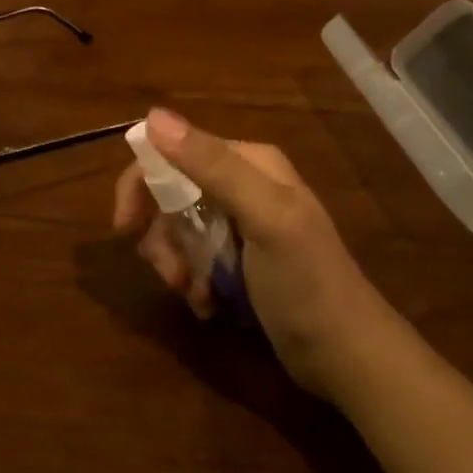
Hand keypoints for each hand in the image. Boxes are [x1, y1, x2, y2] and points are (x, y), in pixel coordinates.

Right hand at [112, 109, 389, 398]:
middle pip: (170, 195)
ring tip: (196, 296)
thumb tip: (152, 115)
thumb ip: (212, 166)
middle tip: (170, 274)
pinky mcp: (239, 261)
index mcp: (249, 163)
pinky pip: (193, 259)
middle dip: (161, 236)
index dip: (141, 186)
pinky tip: (207, 306)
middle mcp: (242, 186)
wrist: (347, 357)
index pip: (172, 153)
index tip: (125, 228)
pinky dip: (192, 282)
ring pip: (177, 231)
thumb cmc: (306, 283)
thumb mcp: (264, 217)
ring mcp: (240, 225)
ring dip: (176, 265)